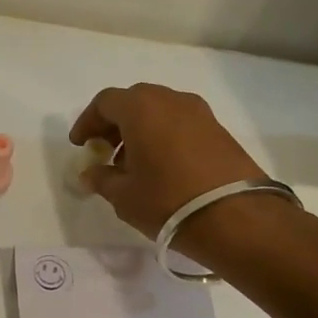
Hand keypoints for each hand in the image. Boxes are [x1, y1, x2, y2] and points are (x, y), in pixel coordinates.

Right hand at [69, 83, 269, 240]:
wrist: (237, 217)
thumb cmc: (168, 201)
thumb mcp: (123, 195)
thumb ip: (101, 179)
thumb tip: (90, 173)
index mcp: (141, 108)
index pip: (105, 102)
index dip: (88, 121)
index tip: (81, 145)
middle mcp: (171, 100)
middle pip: (134, 101)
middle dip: (114, 123)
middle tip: (104, 150)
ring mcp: (199, 113)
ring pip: (159, 111)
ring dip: (140, 129)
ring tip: (132, 162)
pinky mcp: (219, 130)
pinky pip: (180, 123)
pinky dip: (163, 135)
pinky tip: (160, 166)